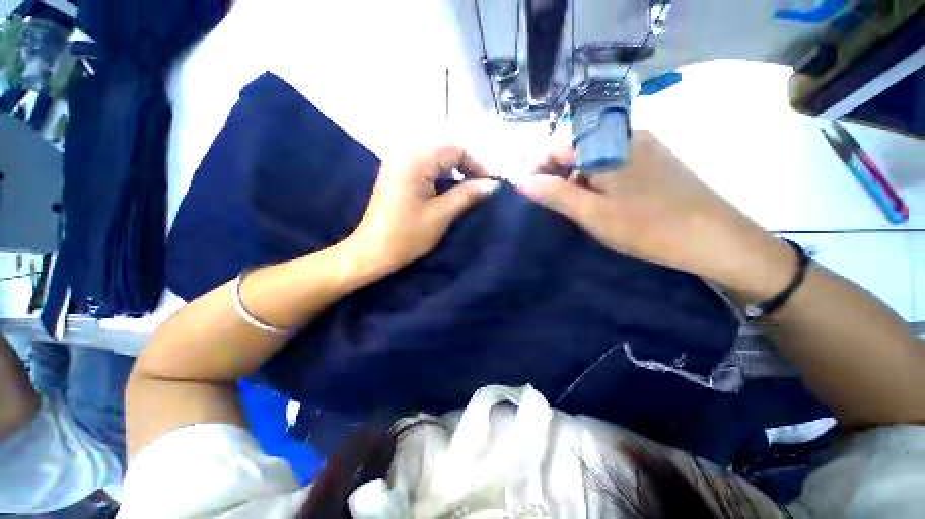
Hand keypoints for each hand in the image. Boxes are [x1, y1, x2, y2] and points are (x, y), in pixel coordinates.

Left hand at [344, 145, 499, 277]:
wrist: (373, 251)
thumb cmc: (407, 236)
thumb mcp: (442, 214)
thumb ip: (468, 194)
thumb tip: (492, 185)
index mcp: (416, 159)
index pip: (456, 149)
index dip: (478, 165)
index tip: (491, 185)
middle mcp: (405, 152)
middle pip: (446, 149)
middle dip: (468, 166)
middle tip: (482, 187)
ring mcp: (399, 161)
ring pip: (437, 156)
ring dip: (456, 170)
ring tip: (470, 189)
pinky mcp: (397, 172)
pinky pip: (426, 164)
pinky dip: (442, 174)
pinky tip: (450, 188)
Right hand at [520, 131, 793, 299]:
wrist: (714, 239)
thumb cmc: (647, 226)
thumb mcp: (591, 213)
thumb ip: (554, 194)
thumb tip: (521, 182)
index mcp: (609, 144)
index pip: (559, 146)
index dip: (539, 167)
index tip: (530, 193)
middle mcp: (628, 135)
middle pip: (578, 151)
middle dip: (559, 176)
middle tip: (555, 206)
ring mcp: (646, 146)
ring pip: (596, 159)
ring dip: (579, 180)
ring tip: (579, 208)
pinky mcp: (657, 160)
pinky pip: (616, 164)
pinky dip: (600, 181)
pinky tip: (605, 203)